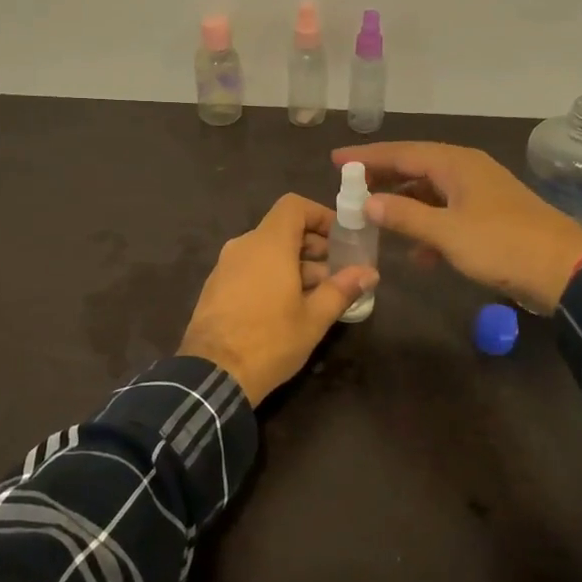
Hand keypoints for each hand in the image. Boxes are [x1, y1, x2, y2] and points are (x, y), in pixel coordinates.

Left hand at [178, 193, 378, 404]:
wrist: (212, 375)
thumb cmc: (269, 341)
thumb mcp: (314, 319)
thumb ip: (341, 289)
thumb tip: (369, 273)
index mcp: (268, 245)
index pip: (294, 206)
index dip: (319, 215)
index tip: (340, 238)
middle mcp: (243, 246)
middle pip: (282, 230)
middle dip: (312, 246)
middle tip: (336, 272)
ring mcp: (225, 266)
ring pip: (266, 251)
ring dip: (294, 264)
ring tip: (317, 295)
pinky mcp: (215, 287)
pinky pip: (249, 268)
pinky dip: (271, 275)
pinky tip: (286, 307)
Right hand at [330, 142, 581, 313]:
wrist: (565, 270)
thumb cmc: (502, 244)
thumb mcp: (447, 233)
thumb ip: (405, 216)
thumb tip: (368, 201)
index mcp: (455, 163)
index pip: (401, 152)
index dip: (367, 157)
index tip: (336, 161)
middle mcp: (467, 170)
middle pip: (415, 167)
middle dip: (383, 178)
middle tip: (350, 187)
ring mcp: (481, 193)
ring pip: (431, 192)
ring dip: (404, 205)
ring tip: (375, 219)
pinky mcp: (491, 216)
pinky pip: (448, 213)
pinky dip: (428, 227)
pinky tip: (417, 254)